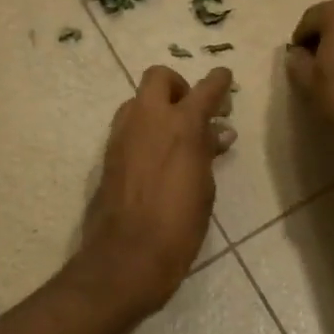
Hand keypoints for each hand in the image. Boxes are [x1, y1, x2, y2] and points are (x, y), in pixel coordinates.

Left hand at [70, 65, 234, 318]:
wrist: (127, 256)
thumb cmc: (178, 225)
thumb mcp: (204, 188)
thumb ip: (208, 152)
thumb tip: (217, 133)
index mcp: (182, 125)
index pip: (205, 88)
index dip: (218, 81)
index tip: (225, 78)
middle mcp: (149, 118)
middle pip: (159, 77)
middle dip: (178, 85)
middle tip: (192, 110)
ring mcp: (123, 133)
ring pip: (139, 100)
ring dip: (157, 107)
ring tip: (175, 135)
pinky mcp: (108, 152)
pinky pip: (128, 125)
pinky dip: (144, 128)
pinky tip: (157, 155)